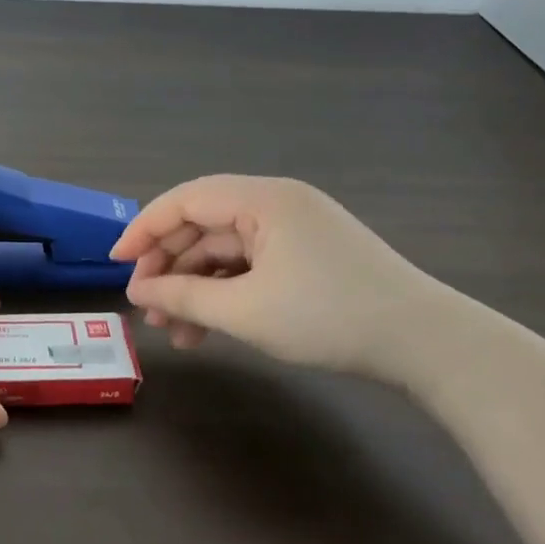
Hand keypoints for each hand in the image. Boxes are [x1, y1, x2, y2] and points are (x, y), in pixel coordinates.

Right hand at [109, 175, 434, 375]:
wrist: (428, 344)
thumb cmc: (329, 317)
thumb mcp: (246, 311)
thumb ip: (183, 297)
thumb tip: (137, 292)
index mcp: (261, 199)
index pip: (185, 200)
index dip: (144, 230)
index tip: (116, 264)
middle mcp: (276, 203)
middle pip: (203, 225)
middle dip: (170, 267)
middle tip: (146, 307)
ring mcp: (295, 229)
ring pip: (226, 250)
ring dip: (197, 287)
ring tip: (175, 332)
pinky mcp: (309, 255)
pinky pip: (252, 265)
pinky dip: (227, 292)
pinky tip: (210, 329)